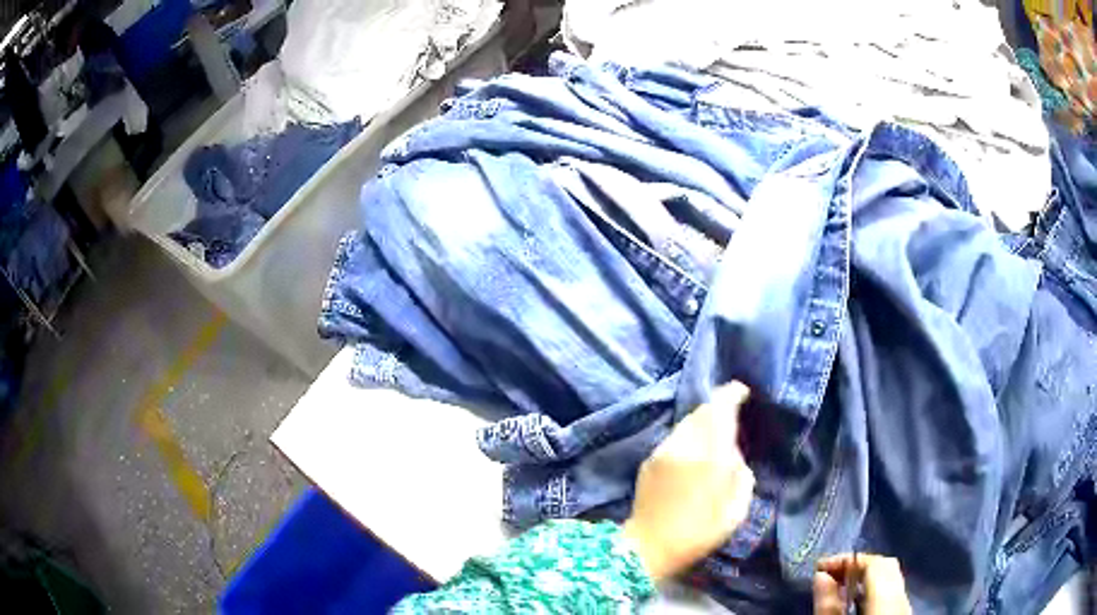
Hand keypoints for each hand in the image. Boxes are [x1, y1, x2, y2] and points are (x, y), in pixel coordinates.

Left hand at [623, 382, 755, 581]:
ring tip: (714, 434)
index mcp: (710, 456)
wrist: (649, 547)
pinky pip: (675, 437)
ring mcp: (663, 450)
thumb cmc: (699, 533)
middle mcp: (684, 445)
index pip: (720, 409)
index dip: (732, 394)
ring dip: (702, 421)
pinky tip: (693, 452)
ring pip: (687, 422)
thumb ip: (741, 473)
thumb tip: (733, 452)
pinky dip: (688, 435)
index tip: (742, 391)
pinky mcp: (649, 460)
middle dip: (718, 406)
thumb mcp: (736, 509)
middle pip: (702, 410)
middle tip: (732, 414)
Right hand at [813, 554, 912, 614]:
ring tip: (841, 587)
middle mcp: (902, 592)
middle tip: (831, 574)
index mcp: (888, 593)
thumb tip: (820, 574)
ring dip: (866, 577)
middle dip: (858, 565)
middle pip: (885, 566)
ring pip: (890, 578)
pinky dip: (874, 588)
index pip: (874, 561)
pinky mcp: (903, 611)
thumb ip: (829, 604)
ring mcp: (906, 602)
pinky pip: (892, 590)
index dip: (847, 558)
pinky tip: (857, 599)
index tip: (821, 565)